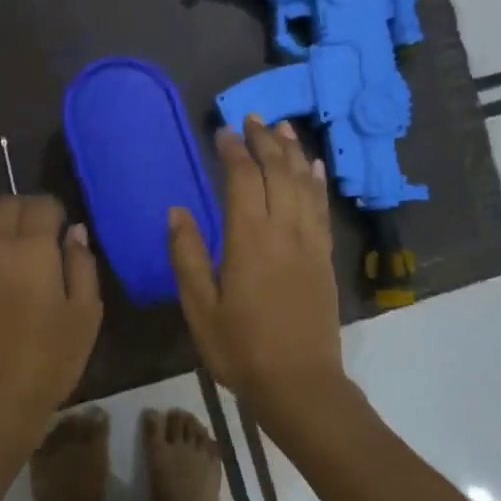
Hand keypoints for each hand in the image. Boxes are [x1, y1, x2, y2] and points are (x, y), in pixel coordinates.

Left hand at [0, 195, 101, 460]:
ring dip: (3, 233)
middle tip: (46, 241)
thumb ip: (82, 265)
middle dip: (28, 212)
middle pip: (5, 205)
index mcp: (27, 249)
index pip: (40, 204)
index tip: (66, 235)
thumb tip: (75, 233)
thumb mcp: (85, 316)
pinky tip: (0, 290)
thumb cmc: (47, 363)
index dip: (57, 213)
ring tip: (23, 266)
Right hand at [168, 117, 348, 430]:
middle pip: (277, 172)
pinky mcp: (324, 258)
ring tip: (283, 127)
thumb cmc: (240, 349)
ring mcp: (309, 243)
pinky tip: (314, 168)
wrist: (300, 383)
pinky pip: (321, 209)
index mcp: (248, 240)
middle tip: (251, 118)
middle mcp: (283, 231)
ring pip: (303, 184)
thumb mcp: (200, 308)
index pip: (242, 179)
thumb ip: (186, 255)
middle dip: (264, 140)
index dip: (233, 151)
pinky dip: (317, 183)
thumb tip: (176, 210)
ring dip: (293, 152)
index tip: (222, 130)